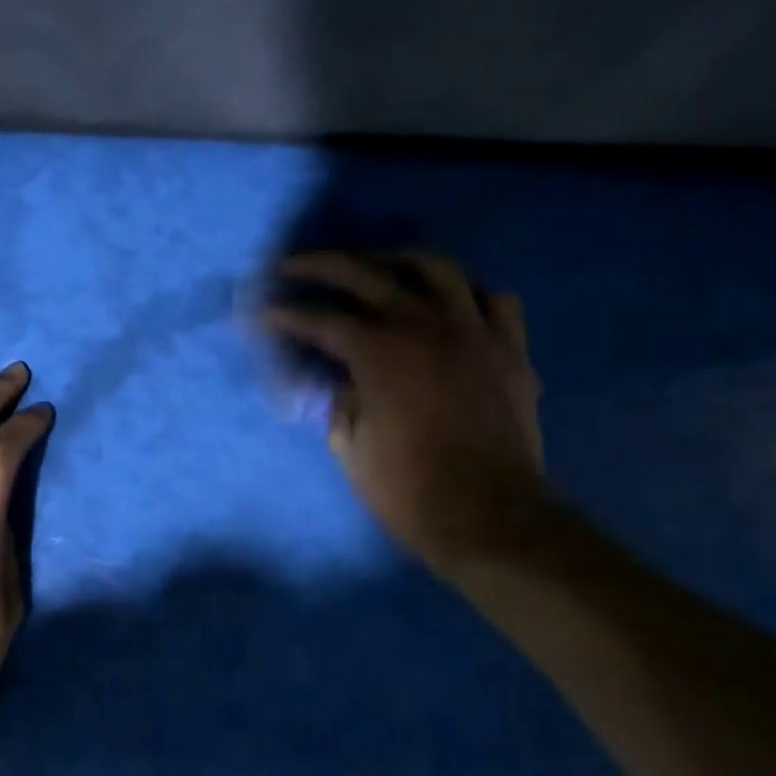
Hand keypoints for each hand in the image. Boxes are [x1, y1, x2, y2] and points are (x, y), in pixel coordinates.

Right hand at [261, 252, 545, 575]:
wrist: (490, 516)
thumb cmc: (408, 488)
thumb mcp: (350, 444)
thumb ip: (339, 399)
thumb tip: (341, 377)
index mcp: (378, 351)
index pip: (320, 319)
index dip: (287, 314)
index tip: (266, 313)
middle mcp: (424, 325)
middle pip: (366, 273)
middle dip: (321, 265)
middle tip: (294, 266)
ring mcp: (473, 330)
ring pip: (436, 267)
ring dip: (397, 259)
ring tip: (376, 265)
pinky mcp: (509, 348)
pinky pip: (492, 300)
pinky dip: (466, 294)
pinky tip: (449, 304)